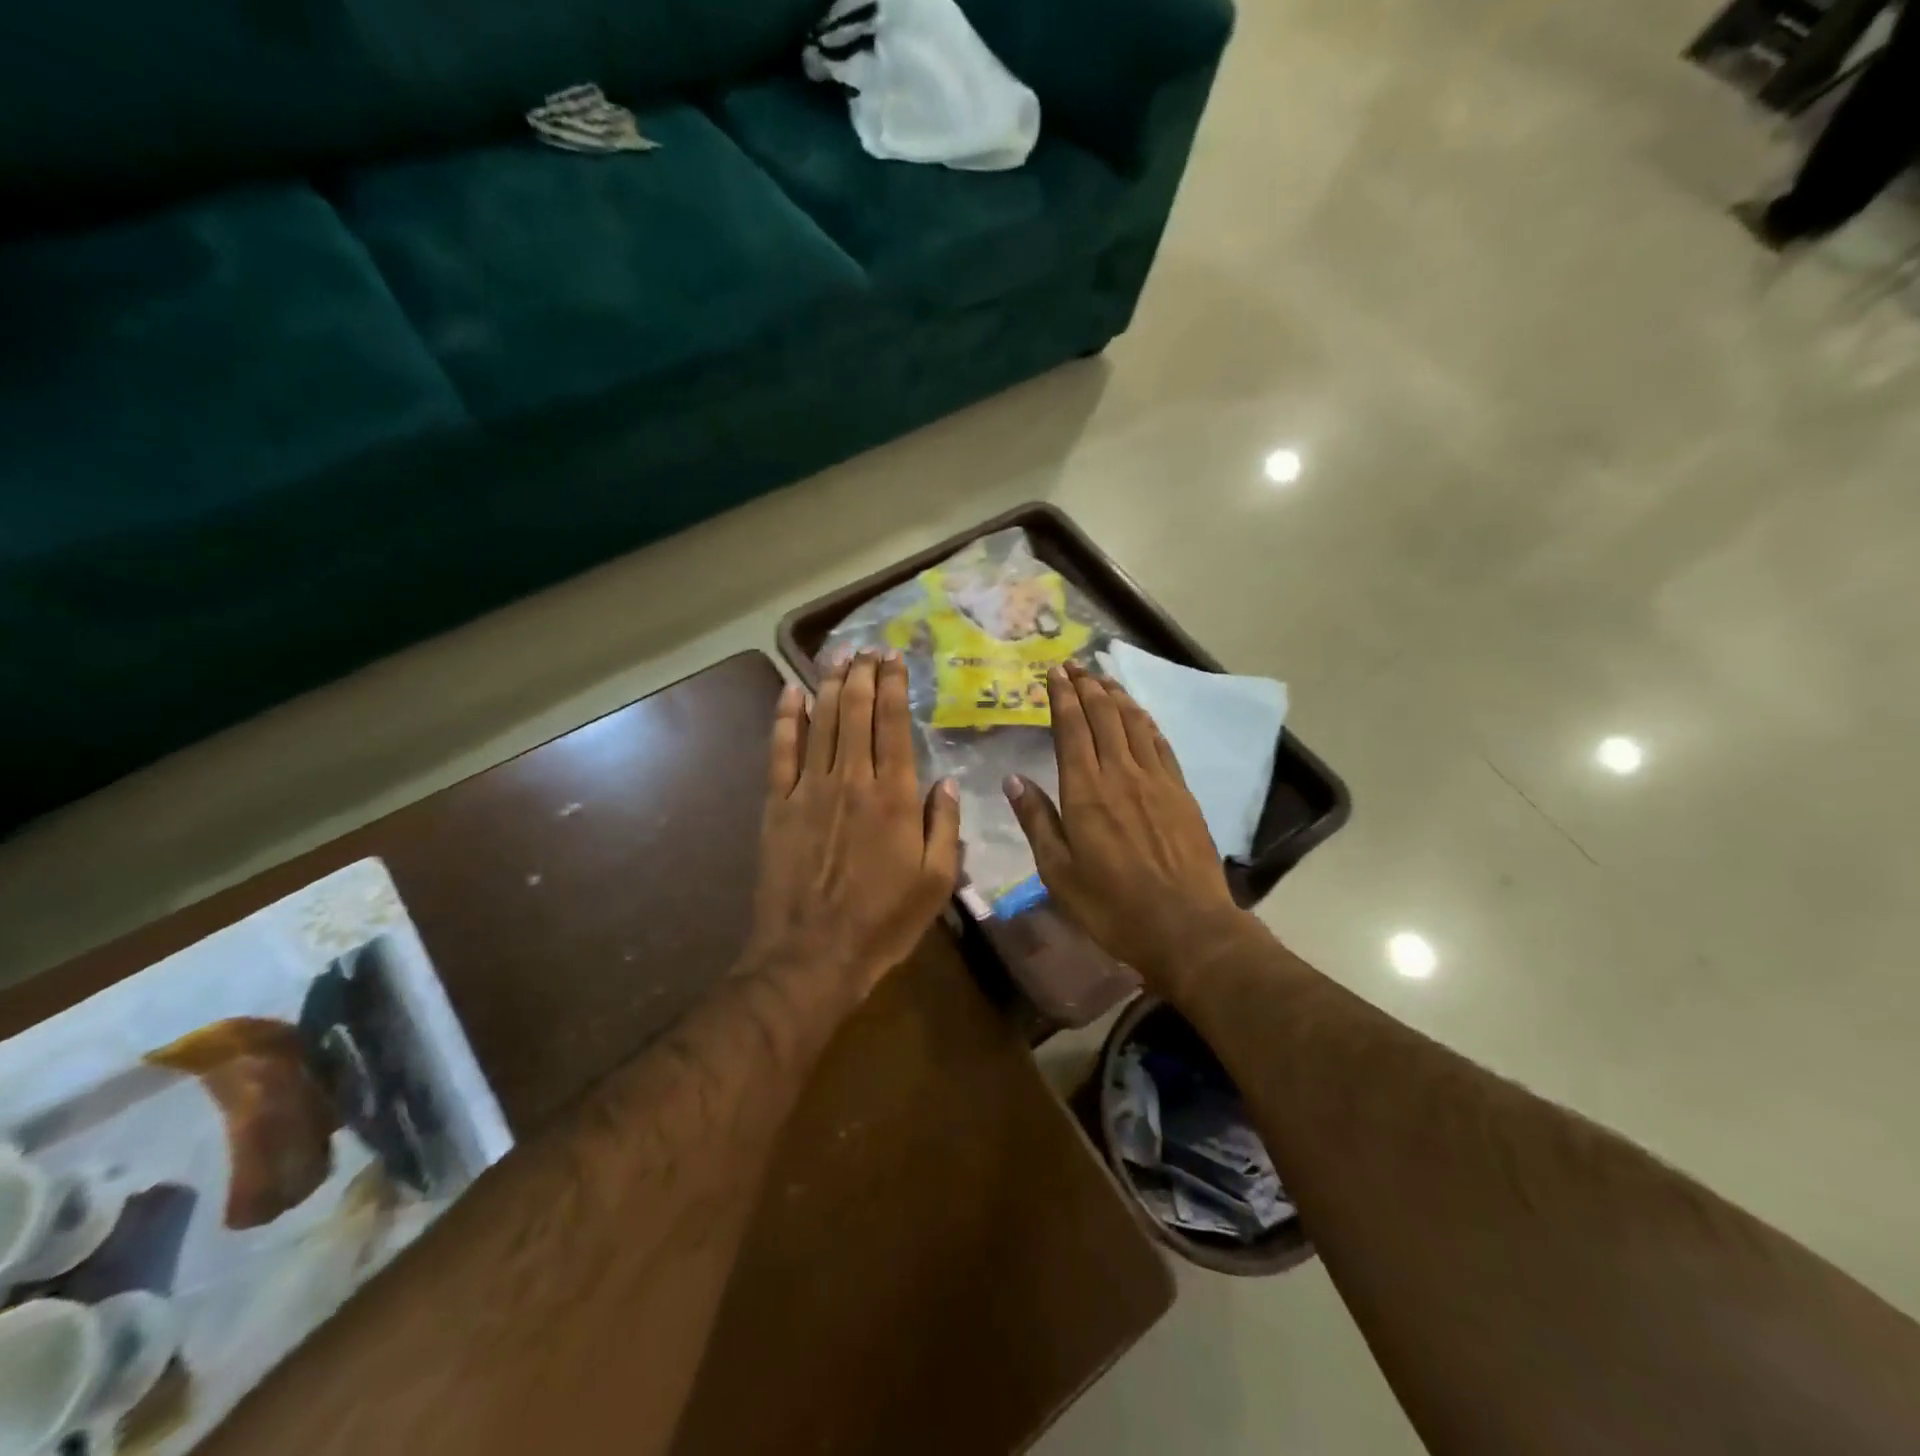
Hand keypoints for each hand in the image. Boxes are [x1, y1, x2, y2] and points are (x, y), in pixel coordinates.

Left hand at [749, 650, 960, 1000]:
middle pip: (855, 713)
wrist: (812, 955)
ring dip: (829, 684)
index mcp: (895, 798)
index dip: (893, 686)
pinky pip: (781, 750)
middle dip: (862, 674)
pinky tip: (791, 692)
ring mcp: (810, 789)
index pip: (894, 726)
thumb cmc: (882, 922)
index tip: (894, 658)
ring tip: (838, 655)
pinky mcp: (778, 805)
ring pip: (820, 722)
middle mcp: (853, 781)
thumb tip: (946, 781)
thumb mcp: (936, 882)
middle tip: (867, 648)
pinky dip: (786, 718)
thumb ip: (944, 826)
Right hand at [1004, 662, 1245, 980]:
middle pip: (1103, 716)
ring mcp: (1156, 780)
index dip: (1061, 697)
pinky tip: (1140, 714)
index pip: (1071, 729)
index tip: (1054, 672)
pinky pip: (1161, 744)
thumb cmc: (1112, 906)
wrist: (1186, 927)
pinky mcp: (1181, 792)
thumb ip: (1037, 821)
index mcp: (1085, 792)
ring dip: (1116, 696)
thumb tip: (1014, 780)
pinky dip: (1146, 721)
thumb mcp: (1059, 873)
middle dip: (1086, 686)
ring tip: (1102, 678)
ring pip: (1134, 723)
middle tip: (1074, 665)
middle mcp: (1120, 774)